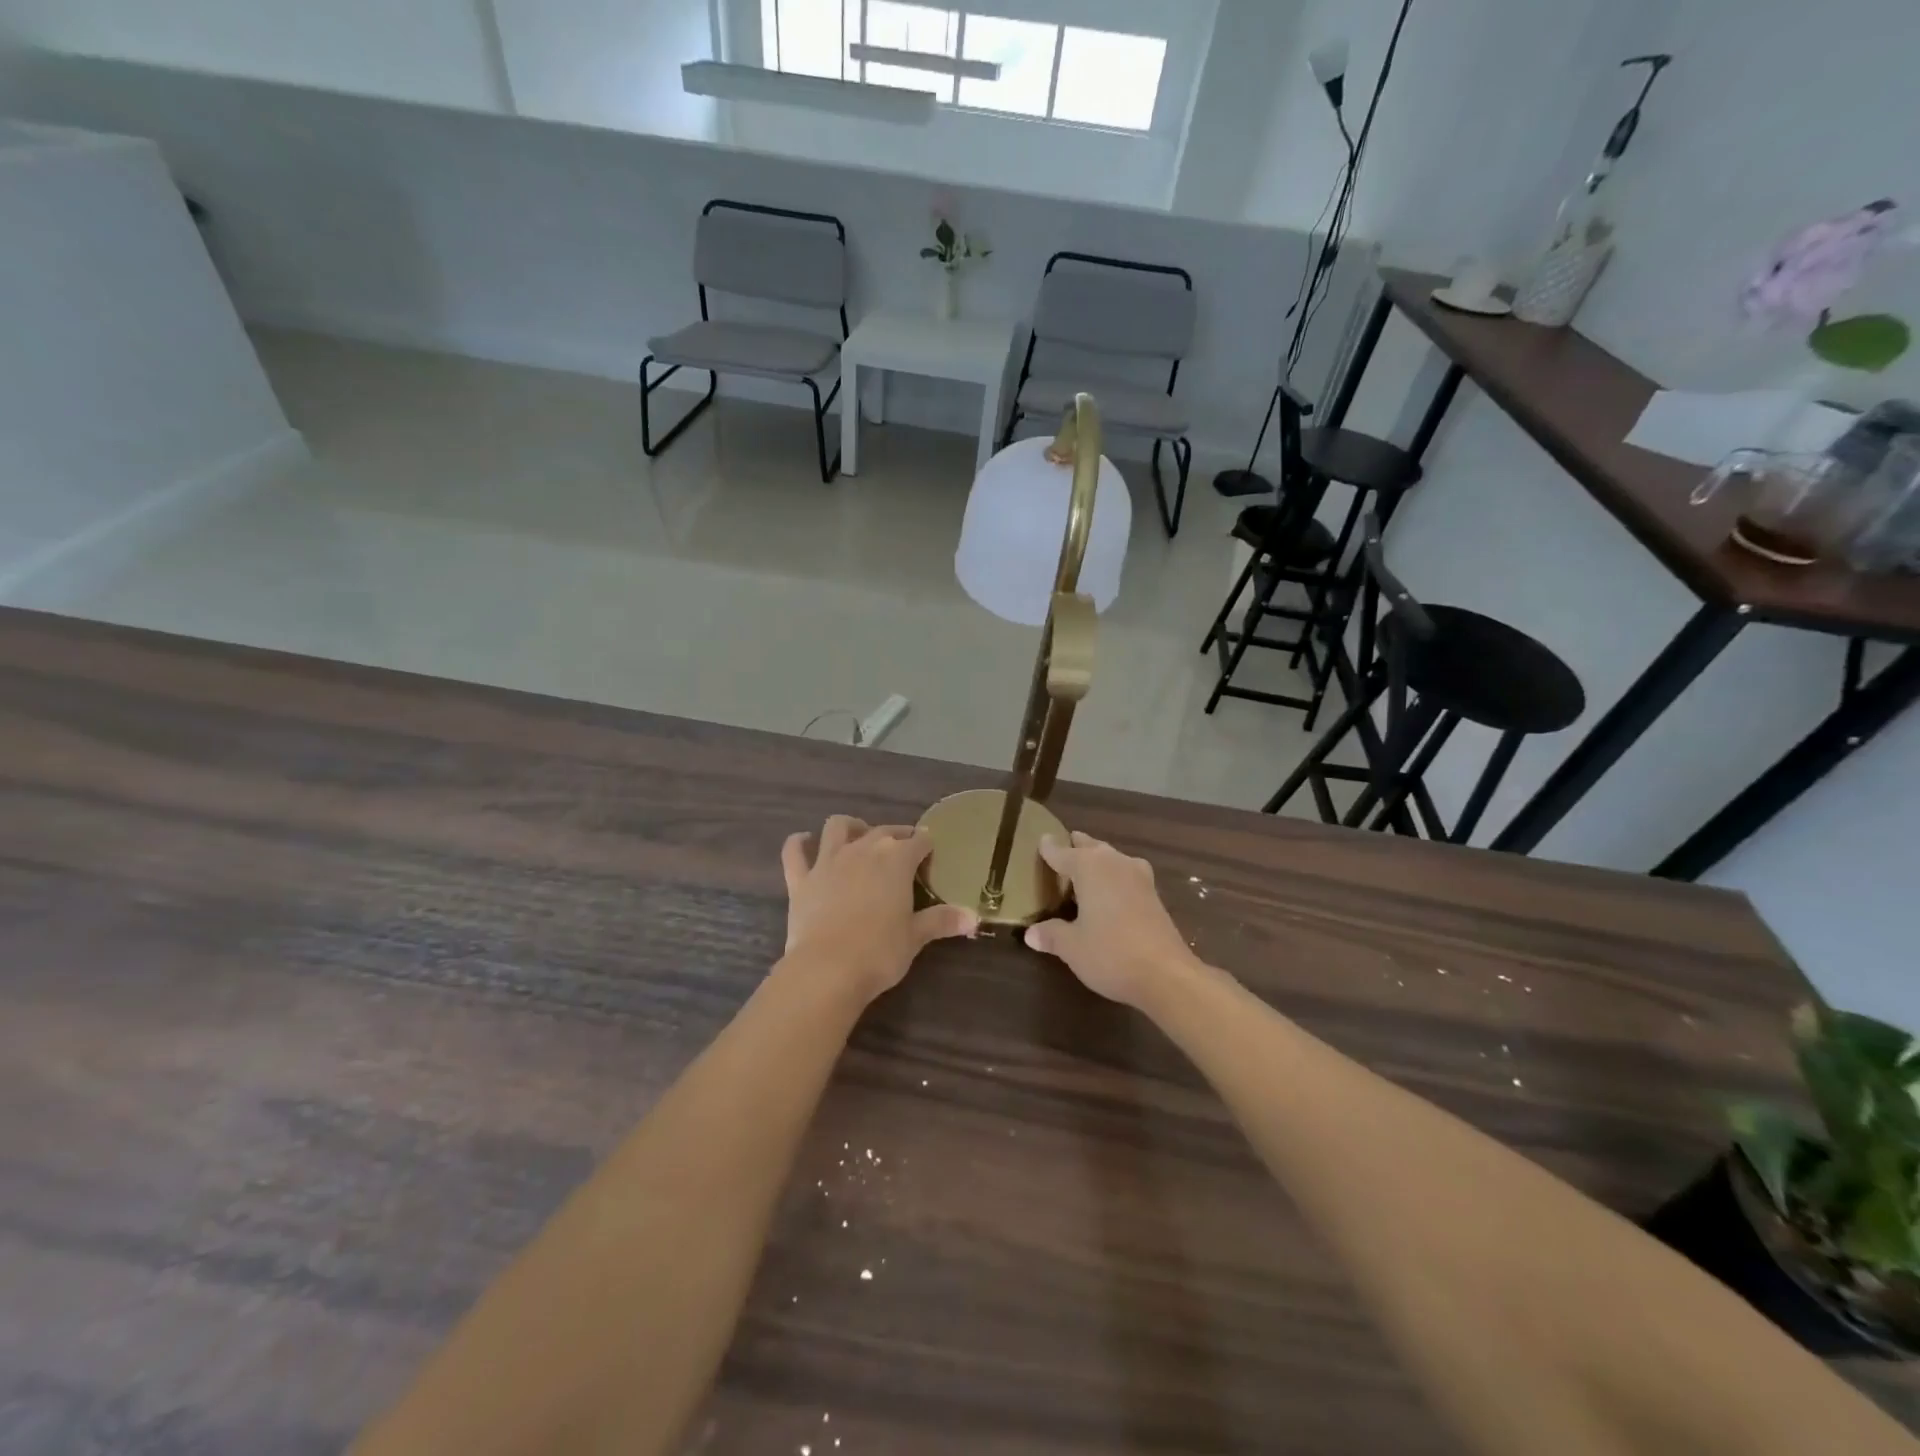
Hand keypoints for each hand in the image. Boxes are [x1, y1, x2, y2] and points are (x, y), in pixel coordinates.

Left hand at [781, 816, 978, 1001]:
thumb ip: (942, 921)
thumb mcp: (916, 937)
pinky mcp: (801, 879)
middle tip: (904, 847)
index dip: (926, 846)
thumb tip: (975, 918)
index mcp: (896, 860)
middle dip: (896, 835)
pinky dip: (798, 843)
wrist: (827, 969)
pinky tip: (802, 841)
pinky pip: (794, 852)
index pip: (918, 841)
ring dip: (850, 826)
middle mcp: (863, 850)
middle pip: (883, 831)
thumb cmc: (880, 952)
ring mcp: (828, 861)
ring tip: (858, 834)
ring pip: (838, 827)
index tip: (930, 853)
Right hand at [1023, 832, 1201, 1008]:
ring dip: (1099, 859)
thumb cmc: (1111, 953)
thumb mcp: (1072, 947)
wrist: (1167, 975)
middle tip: (1064, 846)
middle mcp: (1114, 863)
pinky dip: (1115, 876)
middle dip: (1077, 846)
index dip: (1049, 848)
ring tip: (1086, 867)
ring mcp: (1139, 877)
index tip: (1042, 839)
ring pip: (1113, 858)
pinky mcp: (1154, 895)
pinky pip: (1127, 874)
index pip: (1063, 852)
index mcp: (1089, 867)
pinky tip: (1112, 891)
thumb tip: (1030, 934)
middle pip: (1091, 847)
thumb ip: (1051, 935)